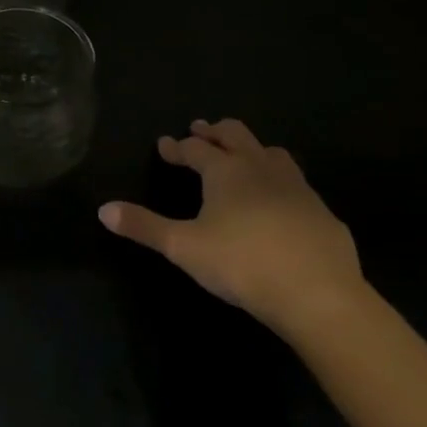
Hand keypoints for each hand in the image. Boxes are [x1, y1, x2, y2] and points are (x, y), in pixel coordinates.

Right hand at [99, 118, 364, 335]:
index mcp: (226, 172)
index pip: (195, 149)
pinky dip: (279, 181)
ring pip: (272, 153)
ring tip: (241, 157)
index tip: (164, 144)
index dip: (177, 146)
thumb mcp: (182, 247)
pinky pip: (297, 185)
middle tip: (201, 130)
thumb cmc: (242, 264)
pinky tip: (278, 203)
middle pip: (237, 135)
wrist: (319, 297)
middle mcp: (261, 169)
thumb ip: (143, 226)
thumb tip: (103, 210)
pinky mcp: (323, 213)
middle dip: (215, 131)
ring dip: (252, 149)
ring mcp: (297, 189)